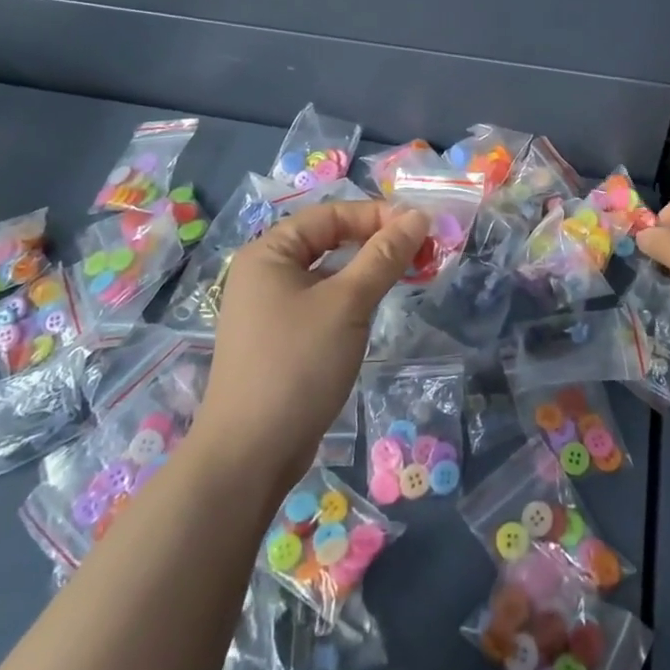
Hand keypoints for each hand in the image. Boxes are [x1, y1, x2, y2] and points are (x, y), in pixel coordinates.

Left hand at [192, 200, 427, 495]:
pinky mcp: (279, 339)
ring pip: (327, 273)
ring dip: (366, 270)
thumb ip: (384, 256)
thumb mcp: (348, 303)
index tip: (420, 228)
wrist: (250, 455)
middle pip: (327, 240)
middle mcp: (264, 273)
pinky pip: (321, 302)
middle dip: (375, 241)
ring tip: (406, 276)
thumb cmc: (298, 364)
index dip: (376, 215)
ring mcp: (269, 309)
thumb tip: (418, 216)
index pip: (330, 214)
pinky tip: (374, 311)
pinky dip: (351, 298)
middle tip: (420, 251)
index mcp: (269, 252)